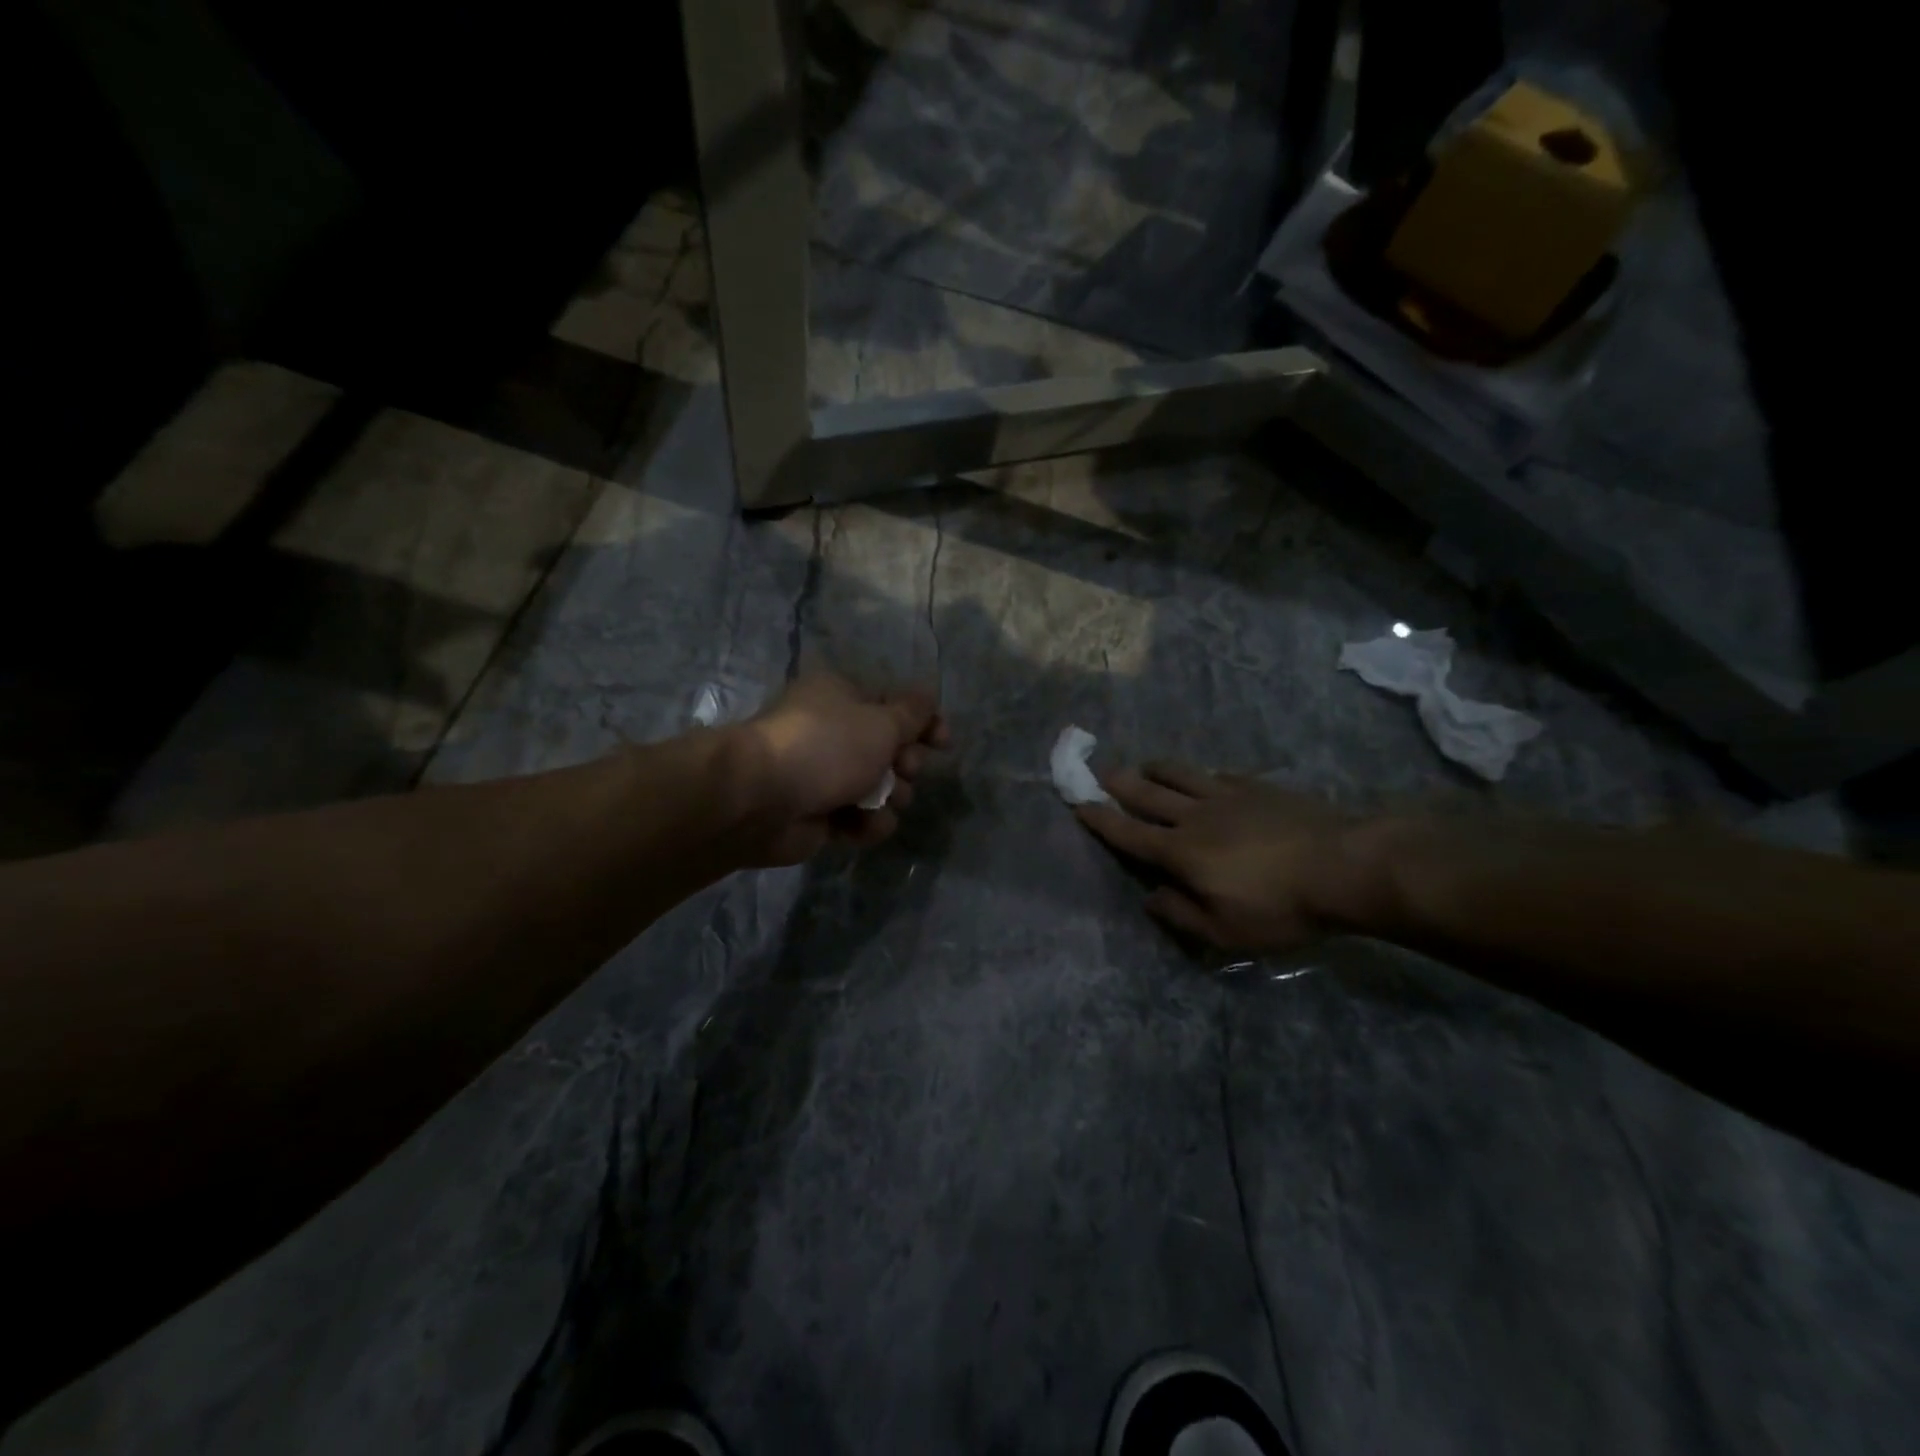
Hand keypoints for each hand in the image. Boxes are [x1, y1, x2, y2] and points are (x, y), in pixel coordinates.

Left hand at [730, 673, 947, 865]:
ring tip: (876, 803)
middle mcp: (834, 733)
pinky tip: (858, 826)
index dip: (924, 724)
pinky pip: (860, 819)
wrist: (761, 799)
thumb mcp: (881, 722)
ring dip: (888, 799)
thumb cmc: (826, 747)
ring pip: (880, 789)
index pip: (894, 706)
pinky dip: (865, 824)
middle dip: (904, 765)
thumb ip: (913, 713)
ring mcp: (825, 776)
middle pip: (891, 750)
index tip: (943, 743)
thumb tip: (928, 697)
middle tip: (903, 770)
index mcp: (842, 698)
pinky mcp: (820, 815)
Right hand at [1076, 762, 1371, 951]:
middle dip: (1119, 783)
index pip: (1129, 833)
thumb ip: (1181, 915)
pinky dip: (1199, 774)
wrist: (1344, 865)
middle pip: (1147, 794)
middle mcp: (1195, 816)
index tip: (1078, 804)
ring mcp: (1227, 796)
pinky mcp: (1257, 787)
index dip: (1101, 820)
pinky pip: (1217, 774)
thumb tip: (1151, 898)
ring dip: (1155, 769)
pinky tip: (1203, 777)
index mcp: (1181, 852)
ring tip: (1144, 767)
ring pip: (1179, 774)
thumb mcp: (1225, 932)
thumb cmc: (1281, 907)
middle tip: (1099, 772)